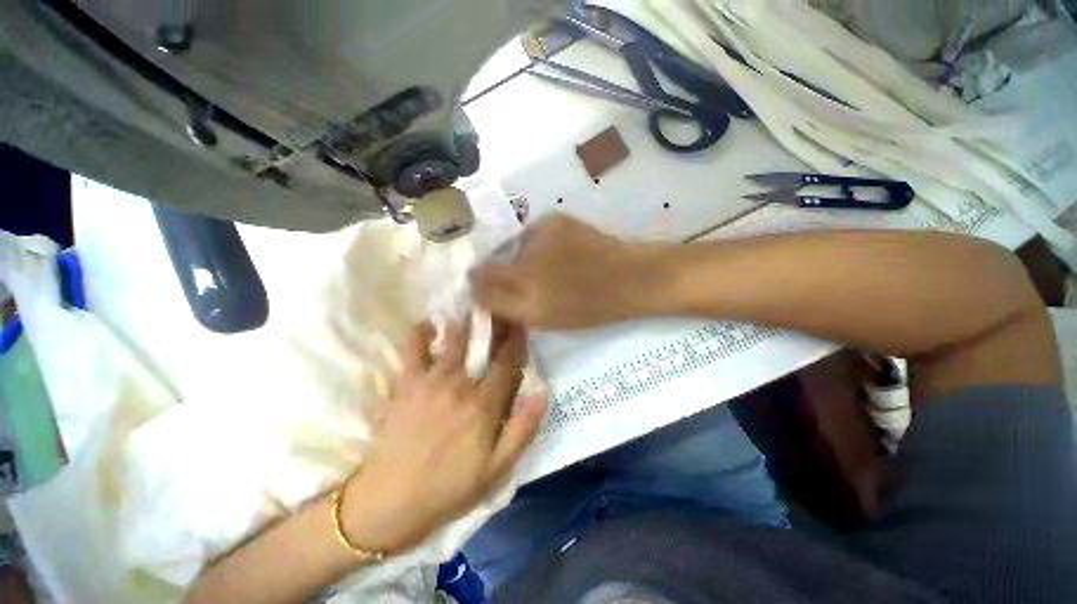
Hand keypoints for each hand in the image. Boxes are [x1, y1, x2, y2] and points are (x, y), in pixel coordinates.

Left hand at [340, 320, 545, 554]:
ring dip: (463, 323)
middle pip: (482, 347)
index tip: (521, 322)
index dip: (516, 340)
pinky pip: (412, 352)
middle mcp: (460, 385)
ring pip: (452, 342)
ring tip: (470, 306)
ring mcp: (431, 382)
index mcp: (484, 405)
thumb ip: (522, 430)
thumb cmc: (449, 487)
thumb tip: (542, 393)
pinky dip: (418, 335)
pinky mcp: (405, 385)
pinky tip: (425, 324)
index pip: (507, 363)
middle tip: (498, 306)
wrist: (391, 502)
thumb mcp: (496, 470)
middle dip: (493, 324)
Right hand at [470, 215, 666, 328]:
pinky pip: (535, 234)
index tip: (488, 290)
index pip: (480, 275)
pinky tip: (560, 255)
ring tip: (548, 270)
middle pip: (495, 259)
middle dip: (502, 272)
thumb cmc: (588, 306)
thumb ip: (504, 304)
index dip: (479, 282)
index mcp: (521, 282)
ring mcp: (541, 230)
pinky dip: (539, 245)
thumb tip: (476, 288)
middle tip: (526, 283)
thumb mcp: (542, 317)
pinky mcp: (556, 218)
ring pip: (516, 246)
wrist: (630, 277)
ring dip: (522, 258)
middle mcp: (524, 251)